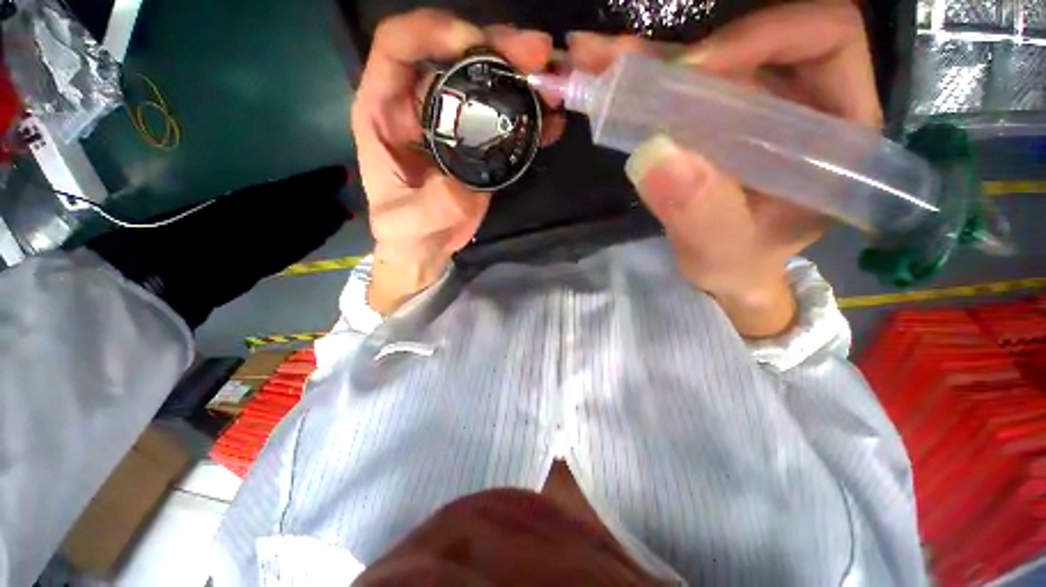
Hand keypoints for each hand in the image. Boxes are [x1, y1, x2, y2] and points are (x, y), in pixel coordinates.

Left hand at [352, 10, 556, 313]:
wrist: (426, 247)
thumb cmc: (405, 233)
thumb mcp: (406, 223)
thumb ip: (430, 206)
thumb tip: (461, 186)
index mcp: (384, 111)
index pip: (398, 46)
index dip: (433, 32)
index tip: (474, 45)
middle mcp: (419, 107)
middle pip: (454, 56)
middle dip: (495, 46)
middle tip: (537, 54)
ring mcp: (453, 124)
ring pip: (484, 81)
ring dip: (520, 75)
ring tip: (552, 80)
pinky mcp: (479, 144)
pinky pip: (504, 119)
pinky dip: (529, 116)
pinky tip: (551, 121)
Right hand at [567, 3, 880, 336]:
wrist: (725, 271)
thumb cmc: (738, 265)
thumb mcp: (722, 251)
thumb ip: (700, 213)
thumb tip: (654, 153)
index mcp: (835, 130)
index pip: (823, 39)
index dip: (761, 36)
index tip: (692, 71)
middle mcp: (801, 102)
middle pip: (751, 41)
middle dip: (680, 50)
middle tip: (616, 60)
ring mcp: (754, 108)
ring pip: (707, 62)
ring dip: (647, 62)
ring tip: (593, 62)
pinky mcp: (718, 119)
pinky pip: (681, 88)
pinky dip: (641, 83)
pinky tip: (604, 78)